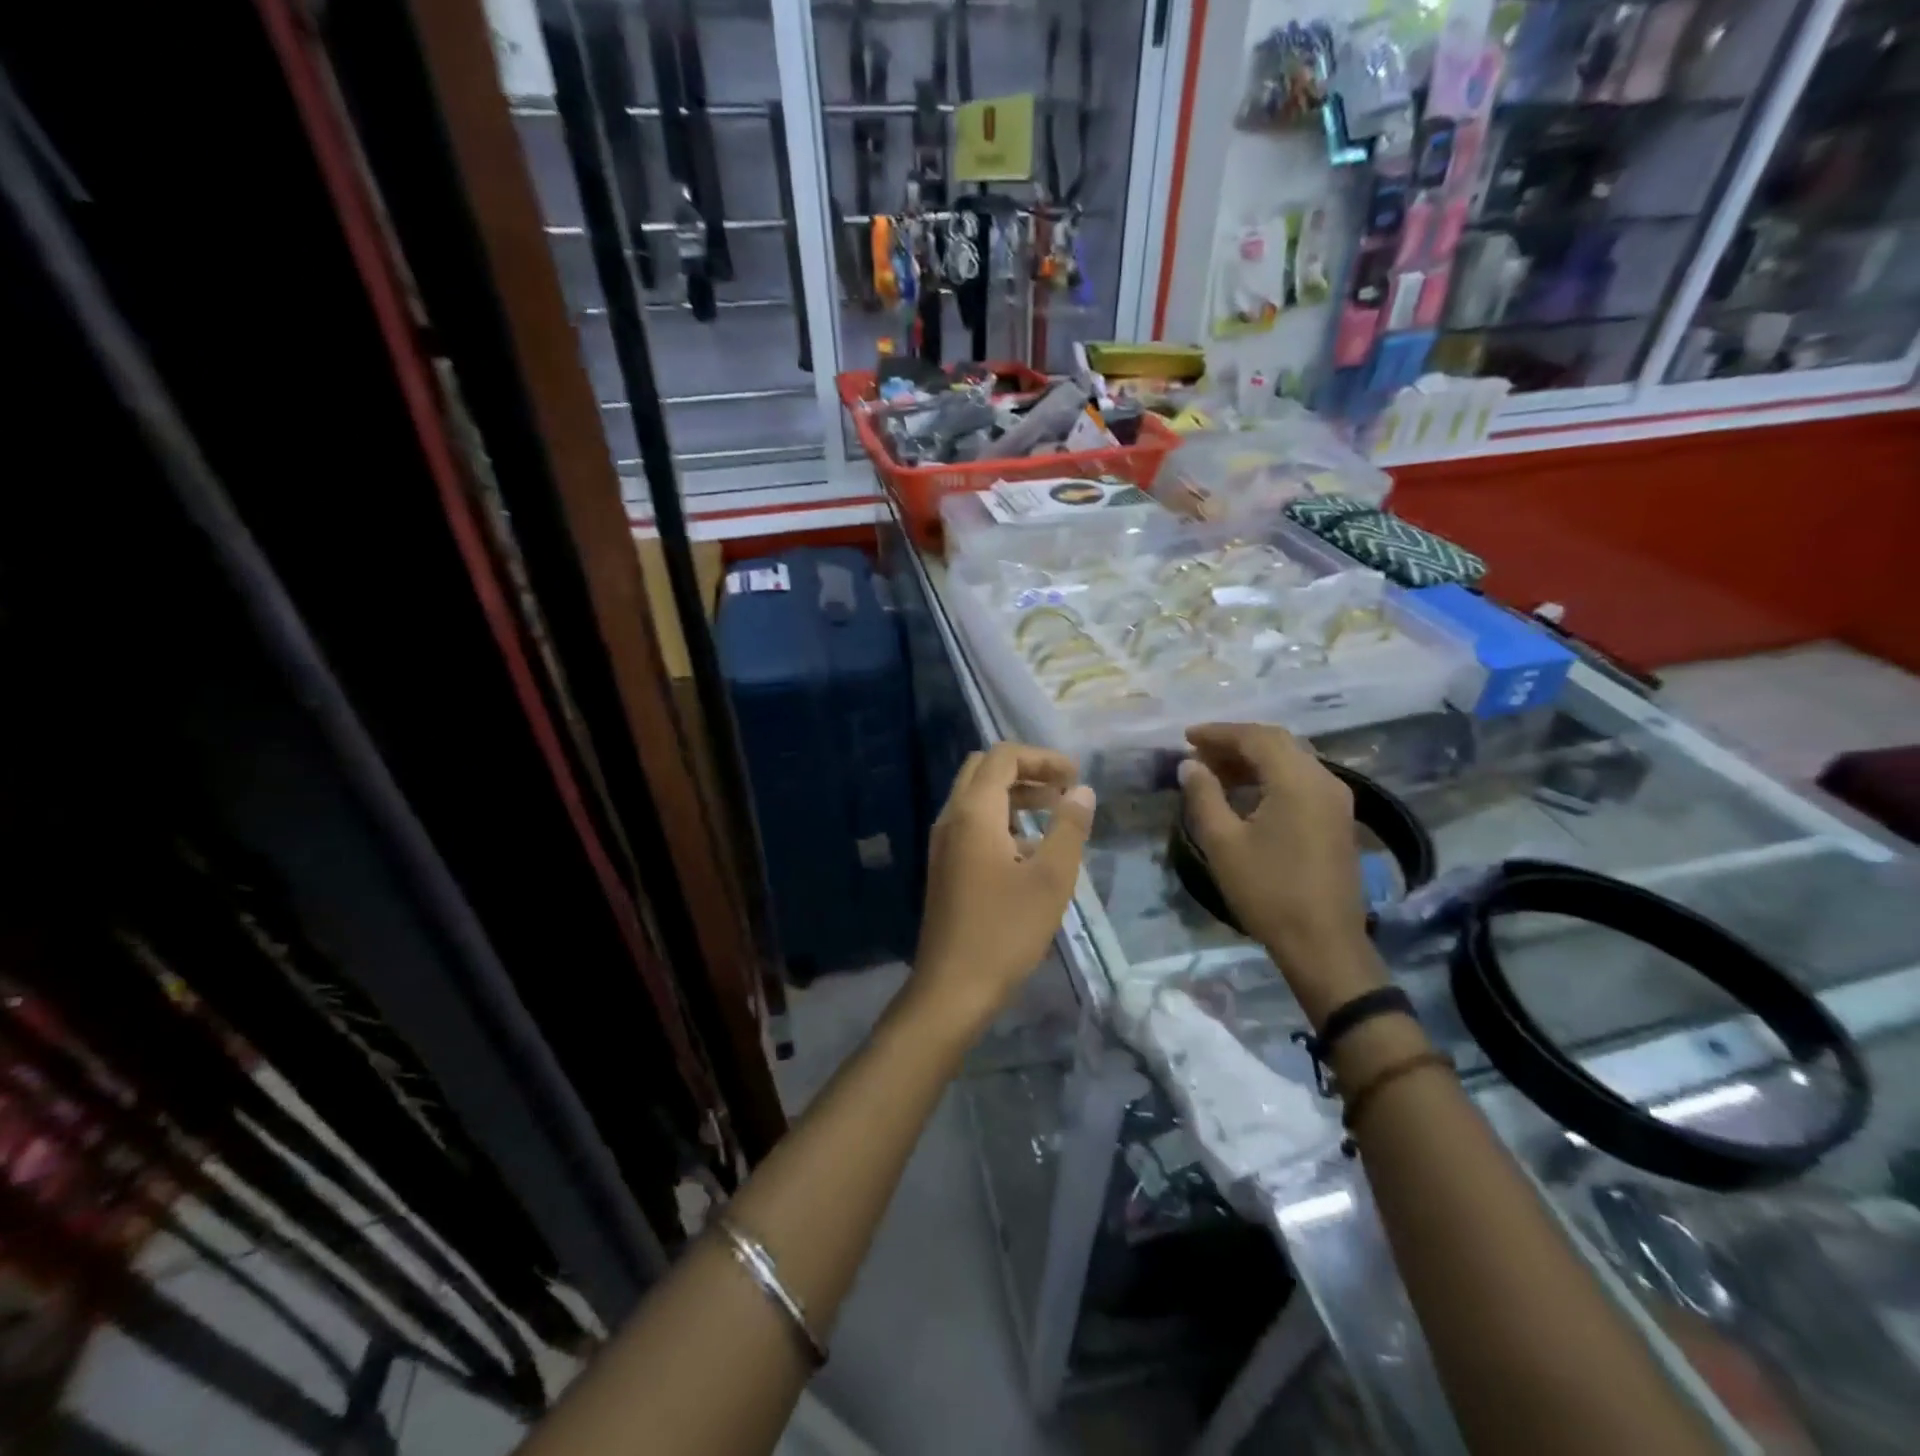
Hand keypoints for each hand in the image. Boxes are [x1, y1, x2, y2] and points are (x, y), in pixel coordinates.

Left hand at [910, 743, 1094, 1039]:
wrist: (952, 987)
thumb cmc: (1005, 931)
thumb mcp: (1051, 878)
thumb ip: (1069, 828)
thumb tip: (1082, 791)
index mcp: (973, 812)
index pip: (1003, 757)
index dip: (1042, 758)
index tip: (1076, 777)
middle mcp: (951, 818)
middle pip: (985, 770)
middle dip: (1026, 770)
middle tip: (1063, 789)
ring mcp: (943, 843)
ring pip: (977, 797)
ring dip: (1015, 795)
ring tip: (1055, 813)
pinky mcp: (945, 865)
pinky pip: (972, 823)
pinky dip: (1001, 819)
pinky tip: (1030, 847)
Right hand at [1178, 723, 1383, 1023]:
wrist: (1323, 944)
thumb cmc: (1268, 892)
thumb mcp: (1223, 843)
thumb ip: (1203, 796)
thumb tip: (1190, 765)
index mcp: (1298, 781)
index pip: (1256, 737)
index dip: (1219, 733)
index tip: (1186, 738)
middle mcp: (1324, 780)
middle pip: (1278, 743)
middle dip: (1235, 743)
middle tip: (1198, 754)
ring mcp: (1336, 800)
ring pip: (1291, 760)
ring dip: (1253, 760)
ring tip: (1215, 772)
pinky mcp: (1338, 819)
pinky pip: (1301, 780)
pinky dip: (1270, 777)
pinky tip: (1245, 794)